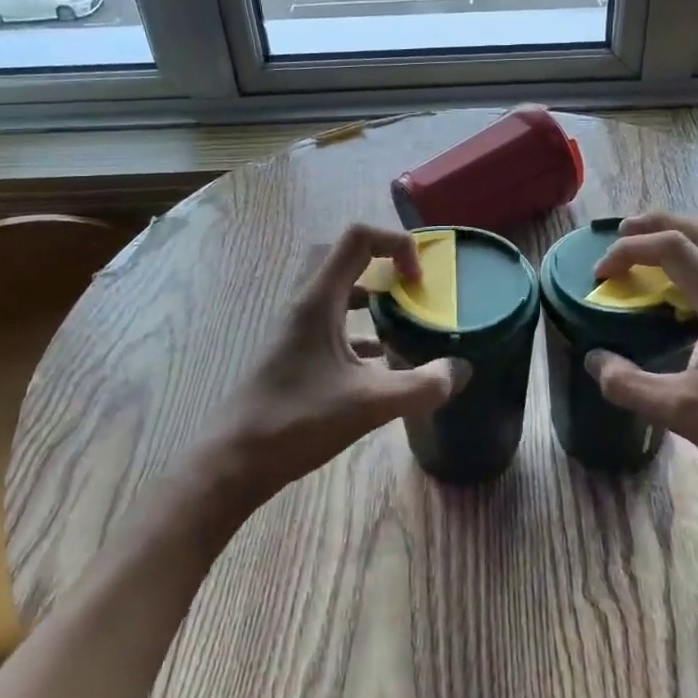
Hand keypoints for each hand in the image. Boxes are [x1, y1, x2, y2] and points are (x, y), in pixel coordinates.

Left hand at [198, 224, 469, 515]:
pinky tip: (382, 359)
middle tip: (413, 288)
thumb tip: (461, 370)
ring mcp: (297, 329)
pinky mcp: (295, 352)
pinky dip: (360, 328)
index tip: (419, 280)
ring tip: (405, 318)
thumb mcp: (369, 404)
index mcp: (319, 300)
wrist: (236, 460)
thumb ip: (421, 386)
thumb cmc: (298, 421)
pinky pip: (333, 323)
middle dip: (384, 262)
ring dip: (372, 295)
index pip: (357, 238)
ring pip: (338, 291)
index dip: (396, 244)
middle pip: (346, 257)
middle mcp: (306, 304)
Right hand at [585, 212, 697, 515]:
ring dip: (687, 243)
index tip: (600, 275)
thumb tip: (595, 361)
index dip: (630, 249)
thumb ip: (633, 385)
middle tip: (625, 232)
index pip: (675, 249)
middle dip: (663, 222)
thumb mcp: (687, 416)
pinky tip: (686, 309)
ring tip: (652, 261)